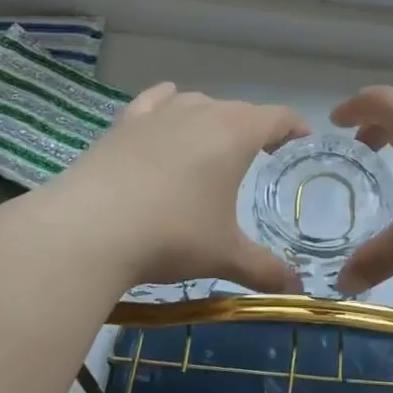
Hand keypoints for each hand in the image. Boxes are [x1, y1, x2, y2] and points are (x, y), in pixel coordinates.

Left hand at [41, 82, 310, 292]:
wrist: (88, 229)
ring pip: (197, 102)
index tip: (303, 138)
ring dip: (213, 117)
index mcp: (235, 134)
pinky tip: (166, 109)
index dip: (294, 126)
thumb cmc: (171, 235)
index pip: (277, 117)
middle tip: (264, 152)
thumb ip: (264, 270)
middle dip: (256, 127)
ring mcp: (158, 114)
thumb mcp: (224, 256)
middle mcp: (200, 112)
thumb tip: (296, 291)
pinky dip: (167, 102)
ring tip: (215, 141)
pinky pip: (154, 101)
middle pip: (239, 109)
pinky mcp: (124, 123)